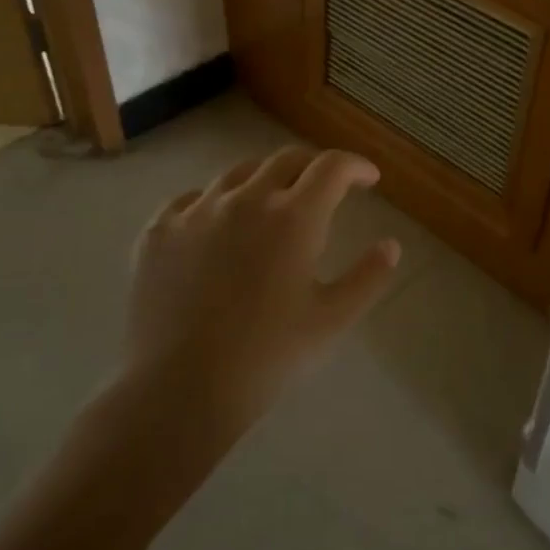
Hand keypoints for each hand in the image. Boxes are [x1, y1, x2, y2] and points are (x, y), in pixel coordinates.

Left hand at [115, 146, 401, 440]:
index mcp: (294, 217)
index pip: (332, 167)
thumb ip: (368, 277)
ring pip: (238, 174)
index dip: (355, 166)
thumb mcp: (332, 320)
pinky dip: (216, 203)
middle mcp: (245, 199)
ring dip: (266, 180)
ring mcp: (196, 211)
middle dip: (314, 168)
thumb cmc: (267, 356)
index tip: (369, 179)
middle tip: (326, 190)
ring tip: (272, 205)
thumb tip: (391, 245)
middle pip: (286, 159)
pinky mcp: (159, 231)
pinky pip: (192, 199)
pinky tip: (218, 227)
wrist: (180, 389)